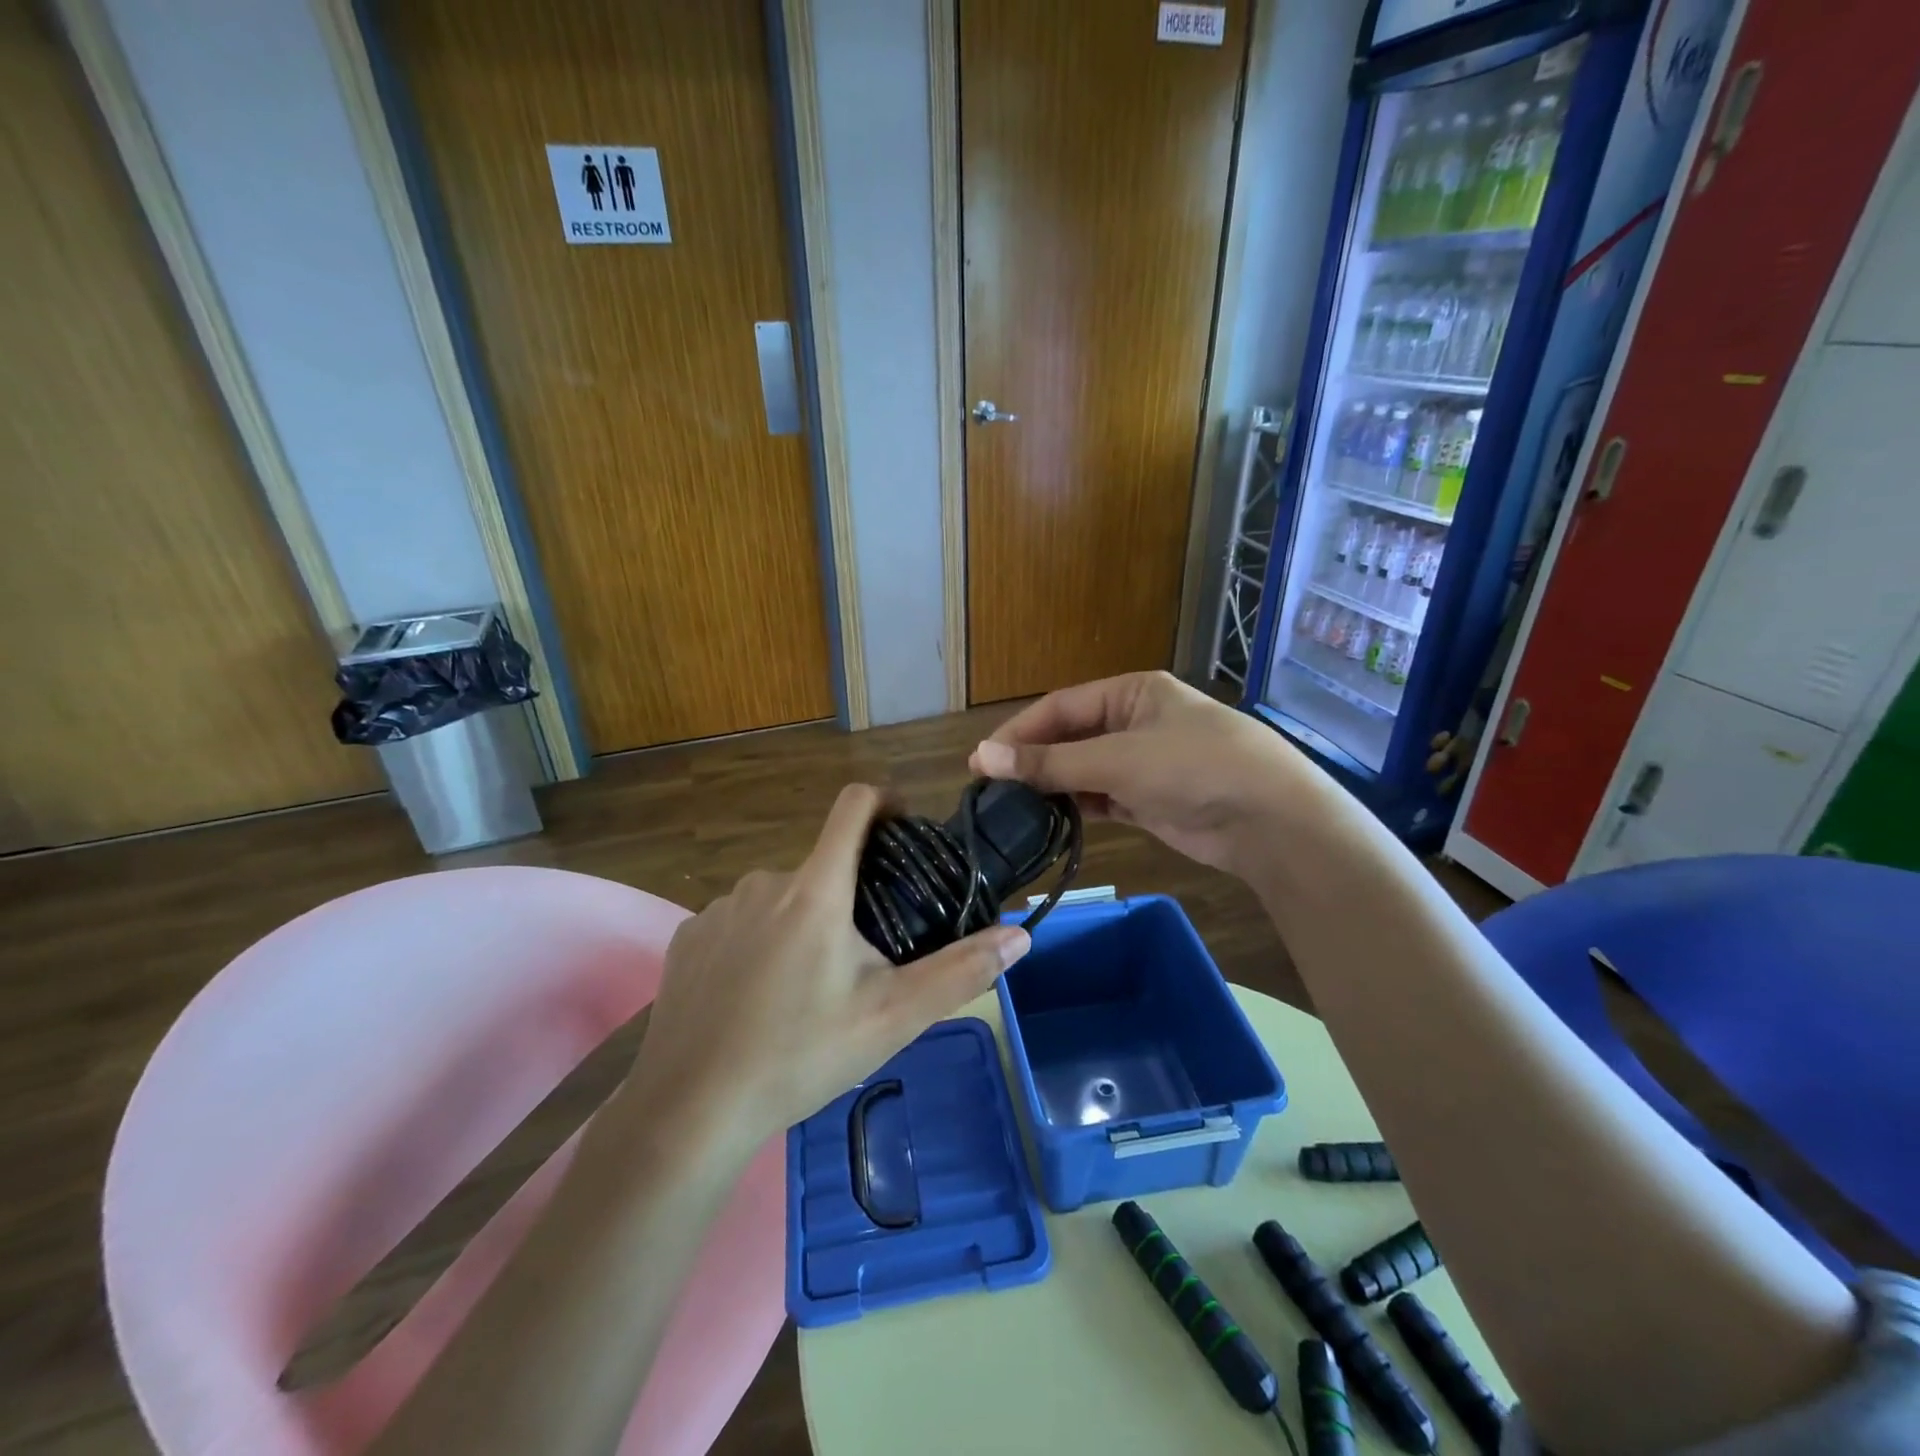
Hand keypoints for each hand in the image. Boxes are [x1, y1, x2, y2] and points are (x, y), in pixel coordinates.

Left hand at [623, 784, 1030, 1149]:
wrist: (688, 1111)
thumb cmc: (799, 1056)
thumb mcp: (892, 1018)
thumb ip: (960, 971)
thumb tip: (1019, 935)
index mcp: (816, 890)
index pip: (853, 806)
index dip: (883, 800)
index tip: (903, 824)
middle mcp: (764, 883)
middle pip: (821, 866)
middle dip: (848, 895)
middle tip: (863, 958)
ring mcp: (719, 909)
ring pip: (780, 897)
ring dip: (802, 921)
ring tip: (809, 987)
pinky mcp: (688, 939)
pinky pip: (739, 922)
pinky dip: (759, 942)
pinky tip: (758, 998)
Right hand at [969, 672, 1308, 879]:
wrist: (1269, 821)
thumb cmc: (1194, 768)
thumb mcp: (1117, 760)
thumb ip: (1049, 763)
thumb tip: (981, 757)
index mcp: (1131, 692)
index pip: (1060, 707)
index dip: (1019, 732)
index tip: (981, 761)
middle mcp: (1134, 721)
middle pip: (1069, 737)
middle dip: (1032, 761)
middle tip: (990, 788)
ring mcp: (1143, 762)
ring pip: (1082, 770)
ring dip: (1051, 786)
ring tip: (1010, 808)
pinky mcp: (1149, 799)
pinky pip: (1101, 797)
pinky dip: (1076, 807)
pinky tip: (1048, 820)